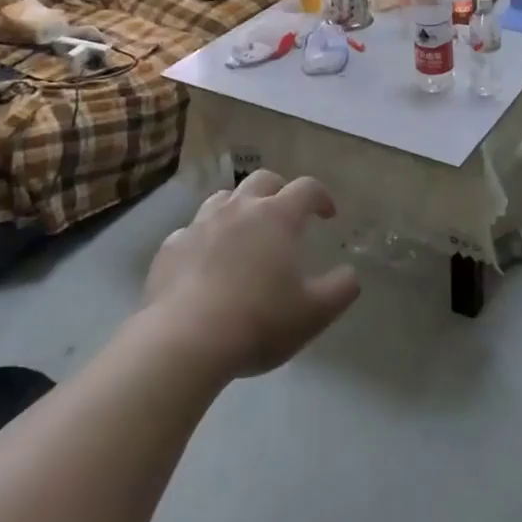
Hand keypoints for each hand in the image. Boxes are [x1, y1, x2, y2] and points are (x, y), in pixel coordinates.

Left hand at [143, 171, 360, 378]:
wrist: (184, 341)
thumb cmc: (258, 322)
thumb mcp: (314, 313)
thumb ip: (341, 289)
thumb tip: (350, 274)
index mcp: (277, 217)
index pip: (307, 188)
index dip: (321, 196)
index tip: (328, 214)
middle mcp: (239, 209)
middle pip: (263, 180)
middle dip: (280, 191)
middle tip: (287, 215)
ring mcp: (200, 224)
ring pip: (224, 198)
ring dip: (240, 207)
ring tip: (245, 232)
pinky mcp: (170, 247)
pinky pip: (191, 231)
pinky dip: (205, 238)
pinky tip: (205, 262)